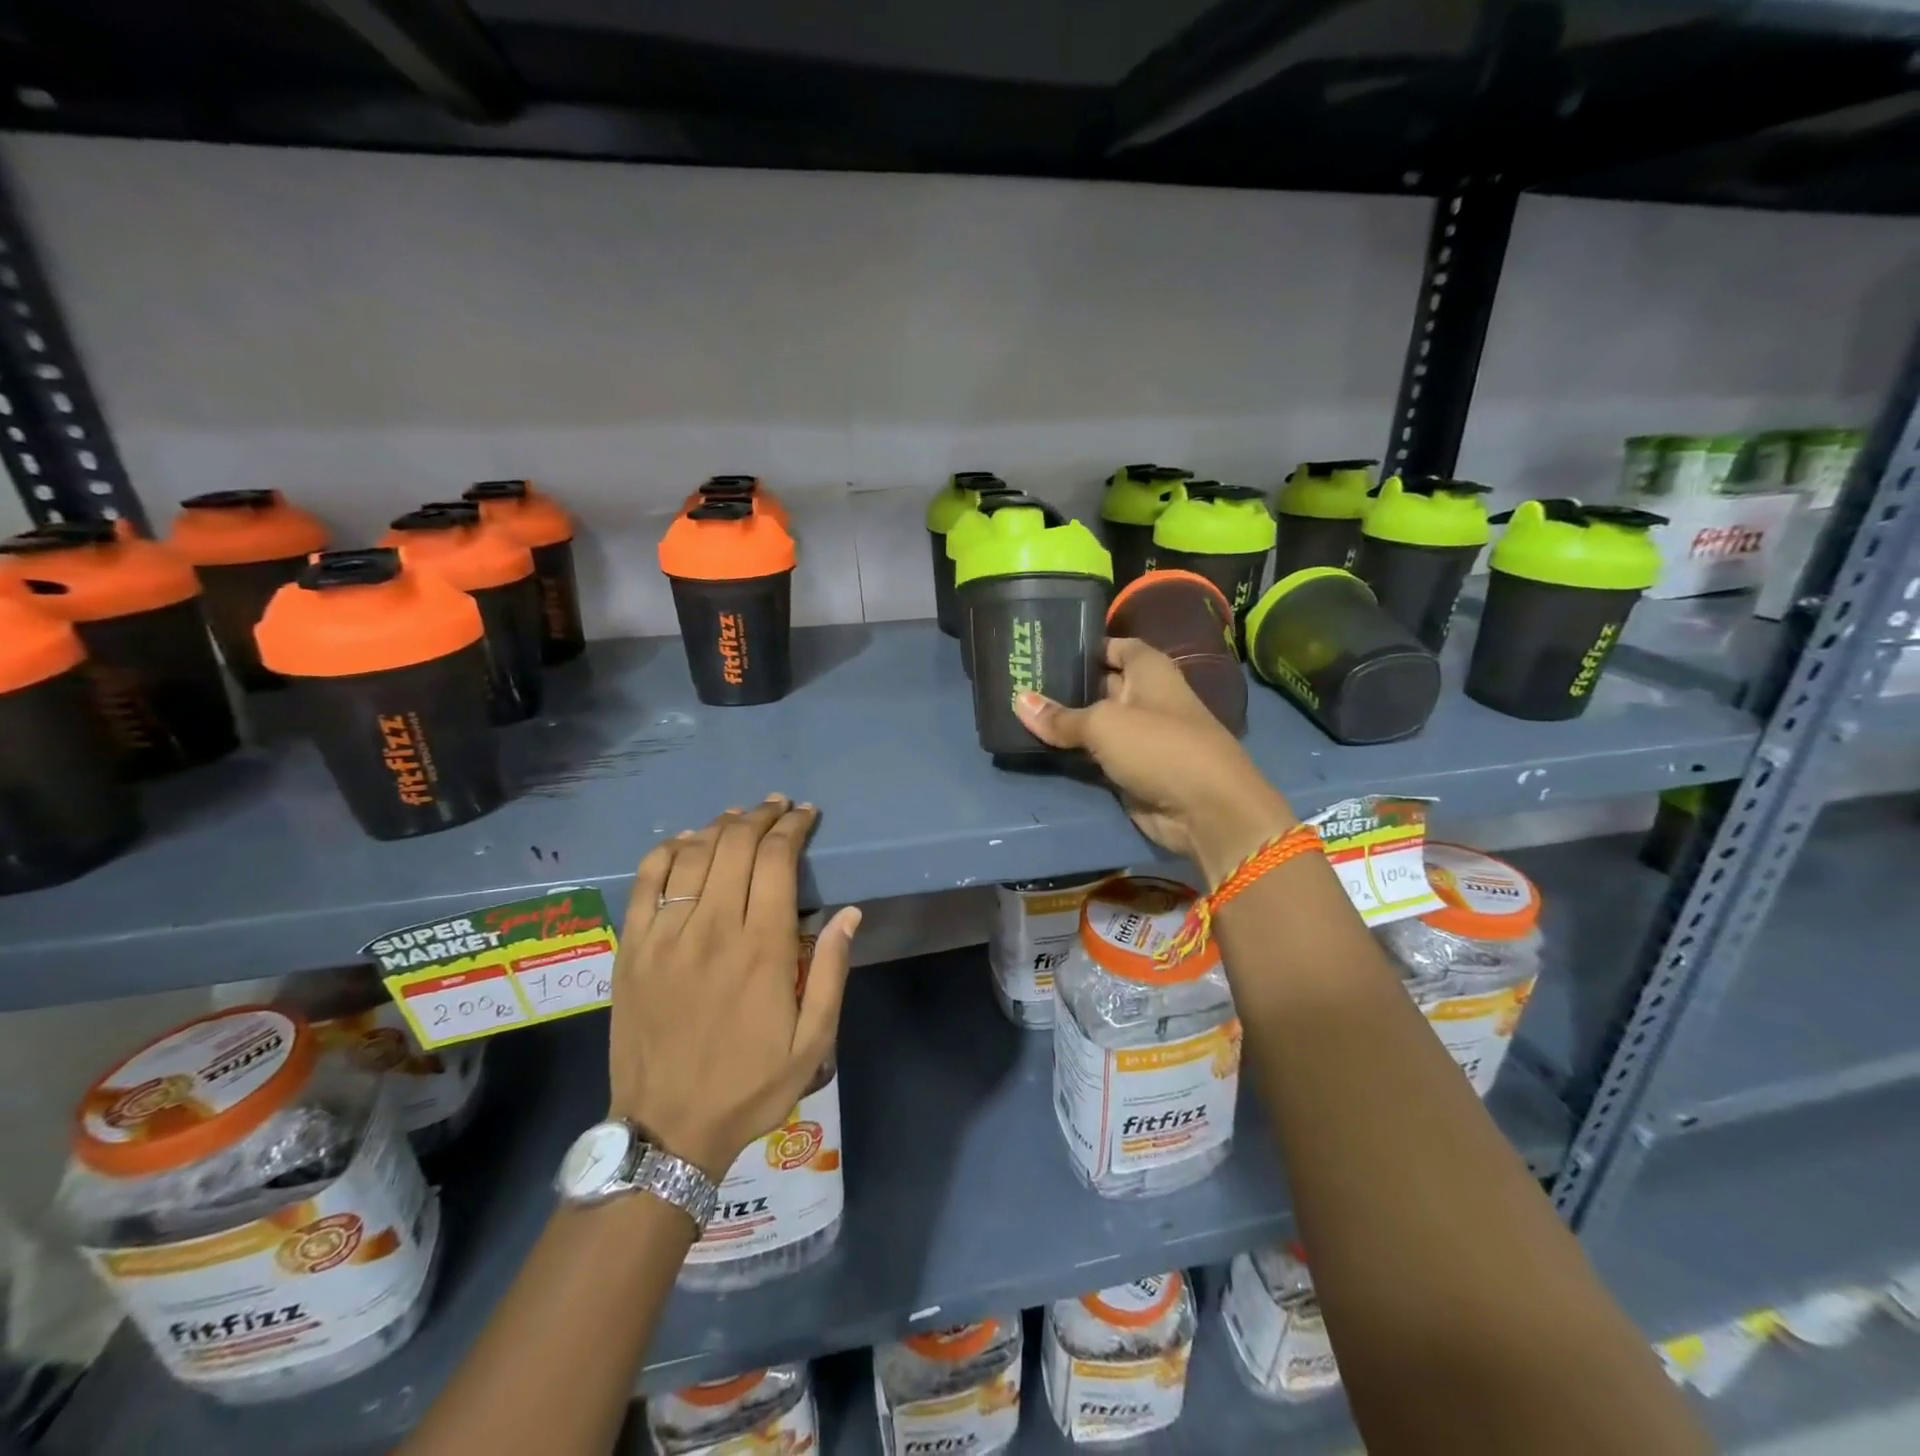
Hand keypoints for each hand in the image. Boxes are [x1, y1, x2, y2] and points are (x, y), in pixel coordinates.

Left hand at [609, 796, 860, 1179]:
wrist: (666, 1130)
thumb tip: (848, 914)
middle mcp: (712, 928)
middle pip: (735, 845)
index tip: (806, 815)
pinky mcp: (632, 948)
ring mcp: (665, 935)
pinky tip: (686, 841)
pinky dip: (668, 850)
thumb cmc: (749, 1085)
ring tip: (740, 816)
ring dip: (720, 825)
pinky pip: (647, 880)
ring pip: (694, 854)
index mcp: (761, 947)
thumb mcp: (813, 1042)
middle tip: (778, 806)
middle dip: (761, 816)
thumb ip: (830, 972)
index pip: (776, 860)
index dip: (793, 828)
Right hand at [1015, 638, 1296, 885]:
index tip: (1045, 646)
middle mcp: (1146, 698)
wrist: (1205, 810)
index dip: (1085, 645)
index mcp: (1149, 670)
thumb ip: (1060, 716)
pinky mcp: (1132, 770)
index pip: (1115, 646)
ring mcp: (1140, 736)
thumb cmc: (1159, 746)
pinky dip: (1074, 752)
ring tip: (1017, 710)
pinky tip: (1039, 745)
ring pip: (1095, 723)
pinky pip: (1096, 755)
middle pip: (1101, 684)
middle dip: (1065, 683)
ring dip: (1066, 722)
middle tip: (1018, 679)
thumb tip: (1017, 701)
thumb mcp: (1104, 724)